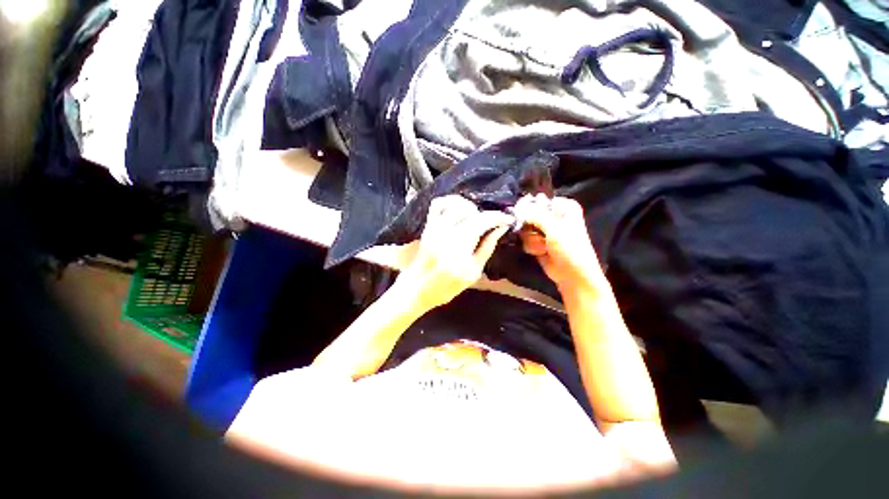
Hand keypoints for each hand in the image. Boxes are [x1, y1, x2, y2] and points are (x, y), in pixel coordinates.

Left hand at [398, 195, 512, 312]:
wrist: (417, 287)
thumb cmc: (447, 286)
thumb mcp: (473, 273)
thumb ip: (487, 248)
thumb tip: (500, 228)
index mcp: (459, 250)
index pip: (482, 222)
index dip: (498, 217)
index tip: (508, 219)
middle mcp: (446, 234)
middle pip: (470, 211)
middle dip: (486, 214)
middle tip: (491, 223)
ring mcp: (434, 228)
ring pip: (455, 203)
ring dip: (470, 207)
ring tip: (475, 217)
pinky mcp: (427, 226)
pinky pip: (437, 204)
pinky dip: (450, 201)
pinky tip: (458, 209)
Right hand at [513, 194, 605, 293]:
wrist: (573, 275)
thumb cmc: (570, 249)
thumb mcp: (554, 228)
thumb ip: (535, 215)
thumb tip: (517, 207)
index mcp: (564, 207)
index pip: (539, 200)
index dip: (530, 207)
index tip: (523, 214)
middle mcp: (554, 216)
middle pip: (529, 214)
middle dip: (530, 226)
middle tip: (535, 233)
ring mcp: (545, 230)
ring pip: (525, 228)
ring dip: (532, 240)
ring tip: (543, 247)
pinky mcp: (538, 242)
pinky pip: (526, 239)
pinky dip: (532, 247)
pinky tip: (541, 253)